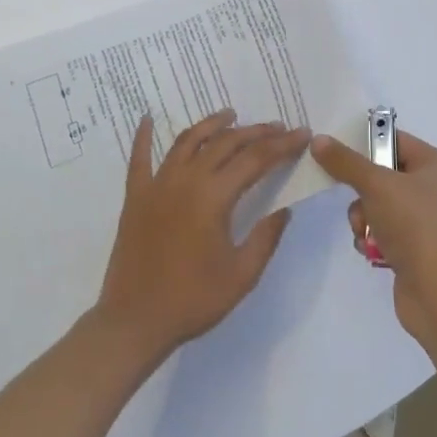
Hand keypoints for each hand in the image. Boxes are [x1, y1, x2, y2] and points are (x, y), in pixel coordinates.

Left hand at [94, 110, 309, 357]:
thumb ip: (266, 237)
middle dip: (255, 132)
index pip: (256, 159)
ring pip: (188, 141)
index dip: (282, 145)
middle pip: (225, 143)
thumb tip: (285, 209)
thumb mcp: (242, 275)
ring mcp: (157, 184)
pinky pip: (139, 158)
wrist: (135, 321)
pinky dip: (143, 136)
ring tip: (230, 114)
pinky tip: (148, 118)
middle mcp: (185, 179)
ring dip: (212, 124)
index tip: (301, 134)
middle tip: (277, 127)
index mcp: (214, 197)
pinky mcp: (135, 196)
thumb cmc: (193, 300)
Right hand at [311, 129, 436, 349]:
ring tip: (365, 232)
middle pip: (381, 174)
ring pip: (376, 204)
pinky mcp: (414, 247)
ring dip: (363, 218)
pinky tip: (372, 250)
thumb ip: (345, 162)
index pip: (394, 139)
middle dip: (361, 191)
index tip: (337, 151)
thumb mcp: (376, 185)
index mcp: (436, 165)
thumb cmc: (414, 226)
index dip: (366, 143)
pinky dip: (371, 238)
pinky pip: (381, 230)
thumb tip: (318, 140)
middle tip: (357, 200)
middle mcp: (434, 188)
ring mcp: (424, 220)